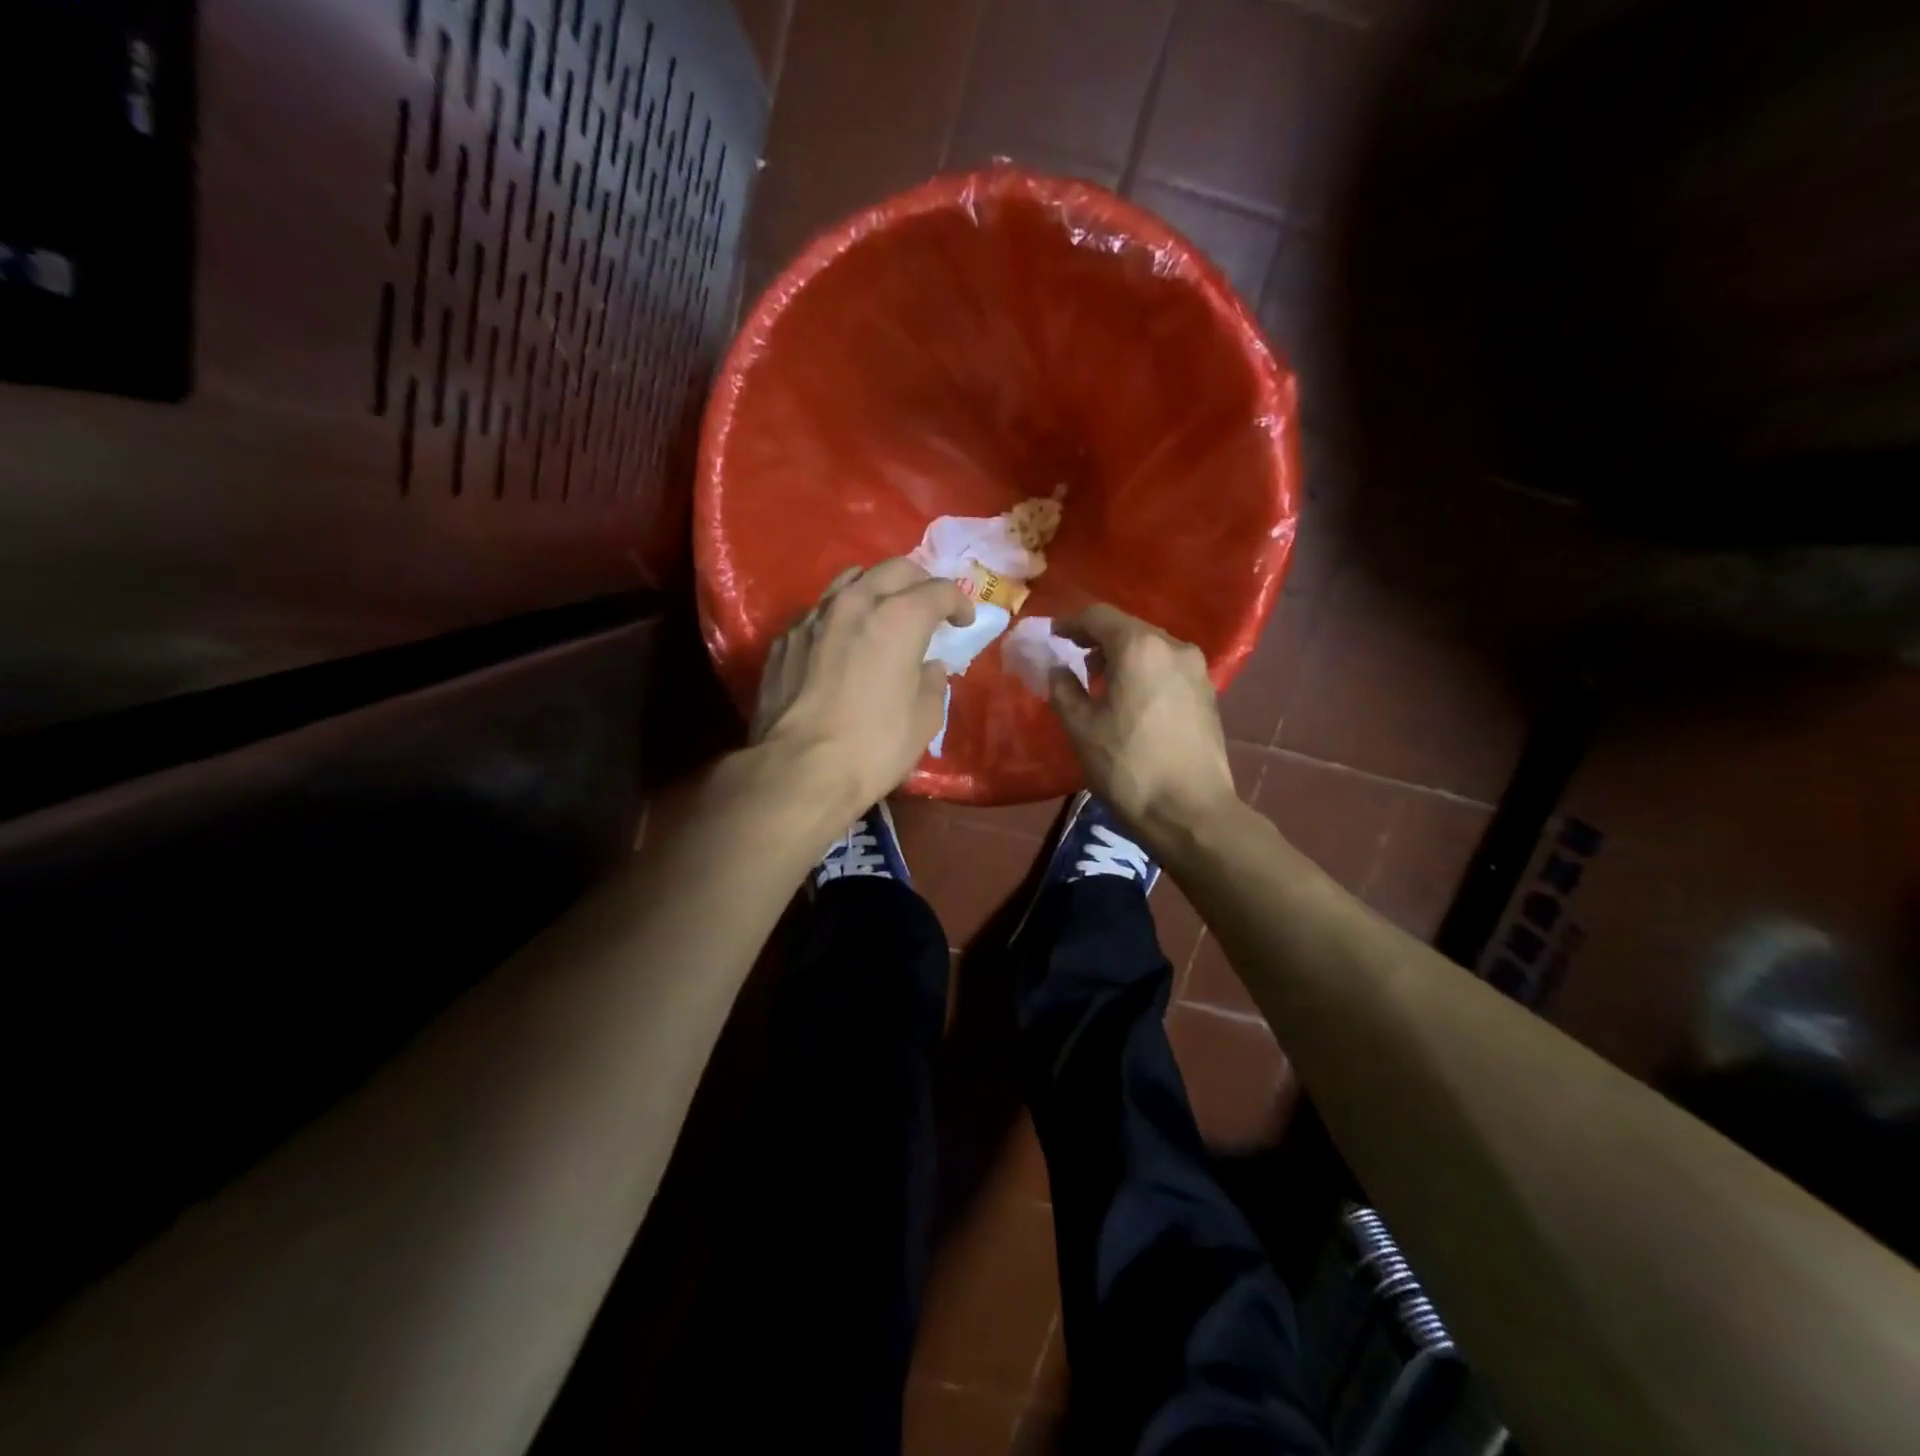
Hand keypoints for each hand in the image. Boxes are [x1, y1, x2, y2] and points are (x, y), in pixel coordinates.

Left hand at [752, 559, 972, 811]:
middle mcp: (855, 603)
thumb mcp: (924, 720)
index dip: (959, 603)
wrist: (799, 770)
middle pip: (894, 569)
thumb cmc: (874, 746)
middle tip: (927, 608)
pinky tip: (842, 644)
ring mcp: (814, 617)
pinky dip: (840, 618)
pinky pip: (820, 612)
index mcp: (899, 617)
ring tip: (882, 614)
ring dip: (875, 590)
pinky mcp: (785, 638)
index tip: (963, 622)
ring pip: (851, 580)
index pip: (939, 591)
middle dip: (919, 583)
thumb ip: (932, 683)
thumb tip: (927, 668)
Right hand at [1048, 604, 1238, 840]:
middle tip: (1073, 657)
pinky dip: (1143, 671)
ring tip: (1099, 681)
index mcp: (1139, 647)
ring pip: (1150, 647)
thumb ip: (1063, 688)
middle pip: (1128, 628)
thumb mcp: (1082, 728)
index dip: (1071, 622)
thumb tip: (1057, 668)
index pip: (1099, 616)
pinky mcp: (1207, 693)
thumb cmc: (1128, 767)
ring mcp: (1196, 670)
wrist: (1191, 812)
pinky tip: (1130, 698)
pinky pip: (1167, 667)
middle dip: (1097, 639)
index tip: (1052, 635)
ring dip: (1122, 655)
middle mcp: (1174, 647)